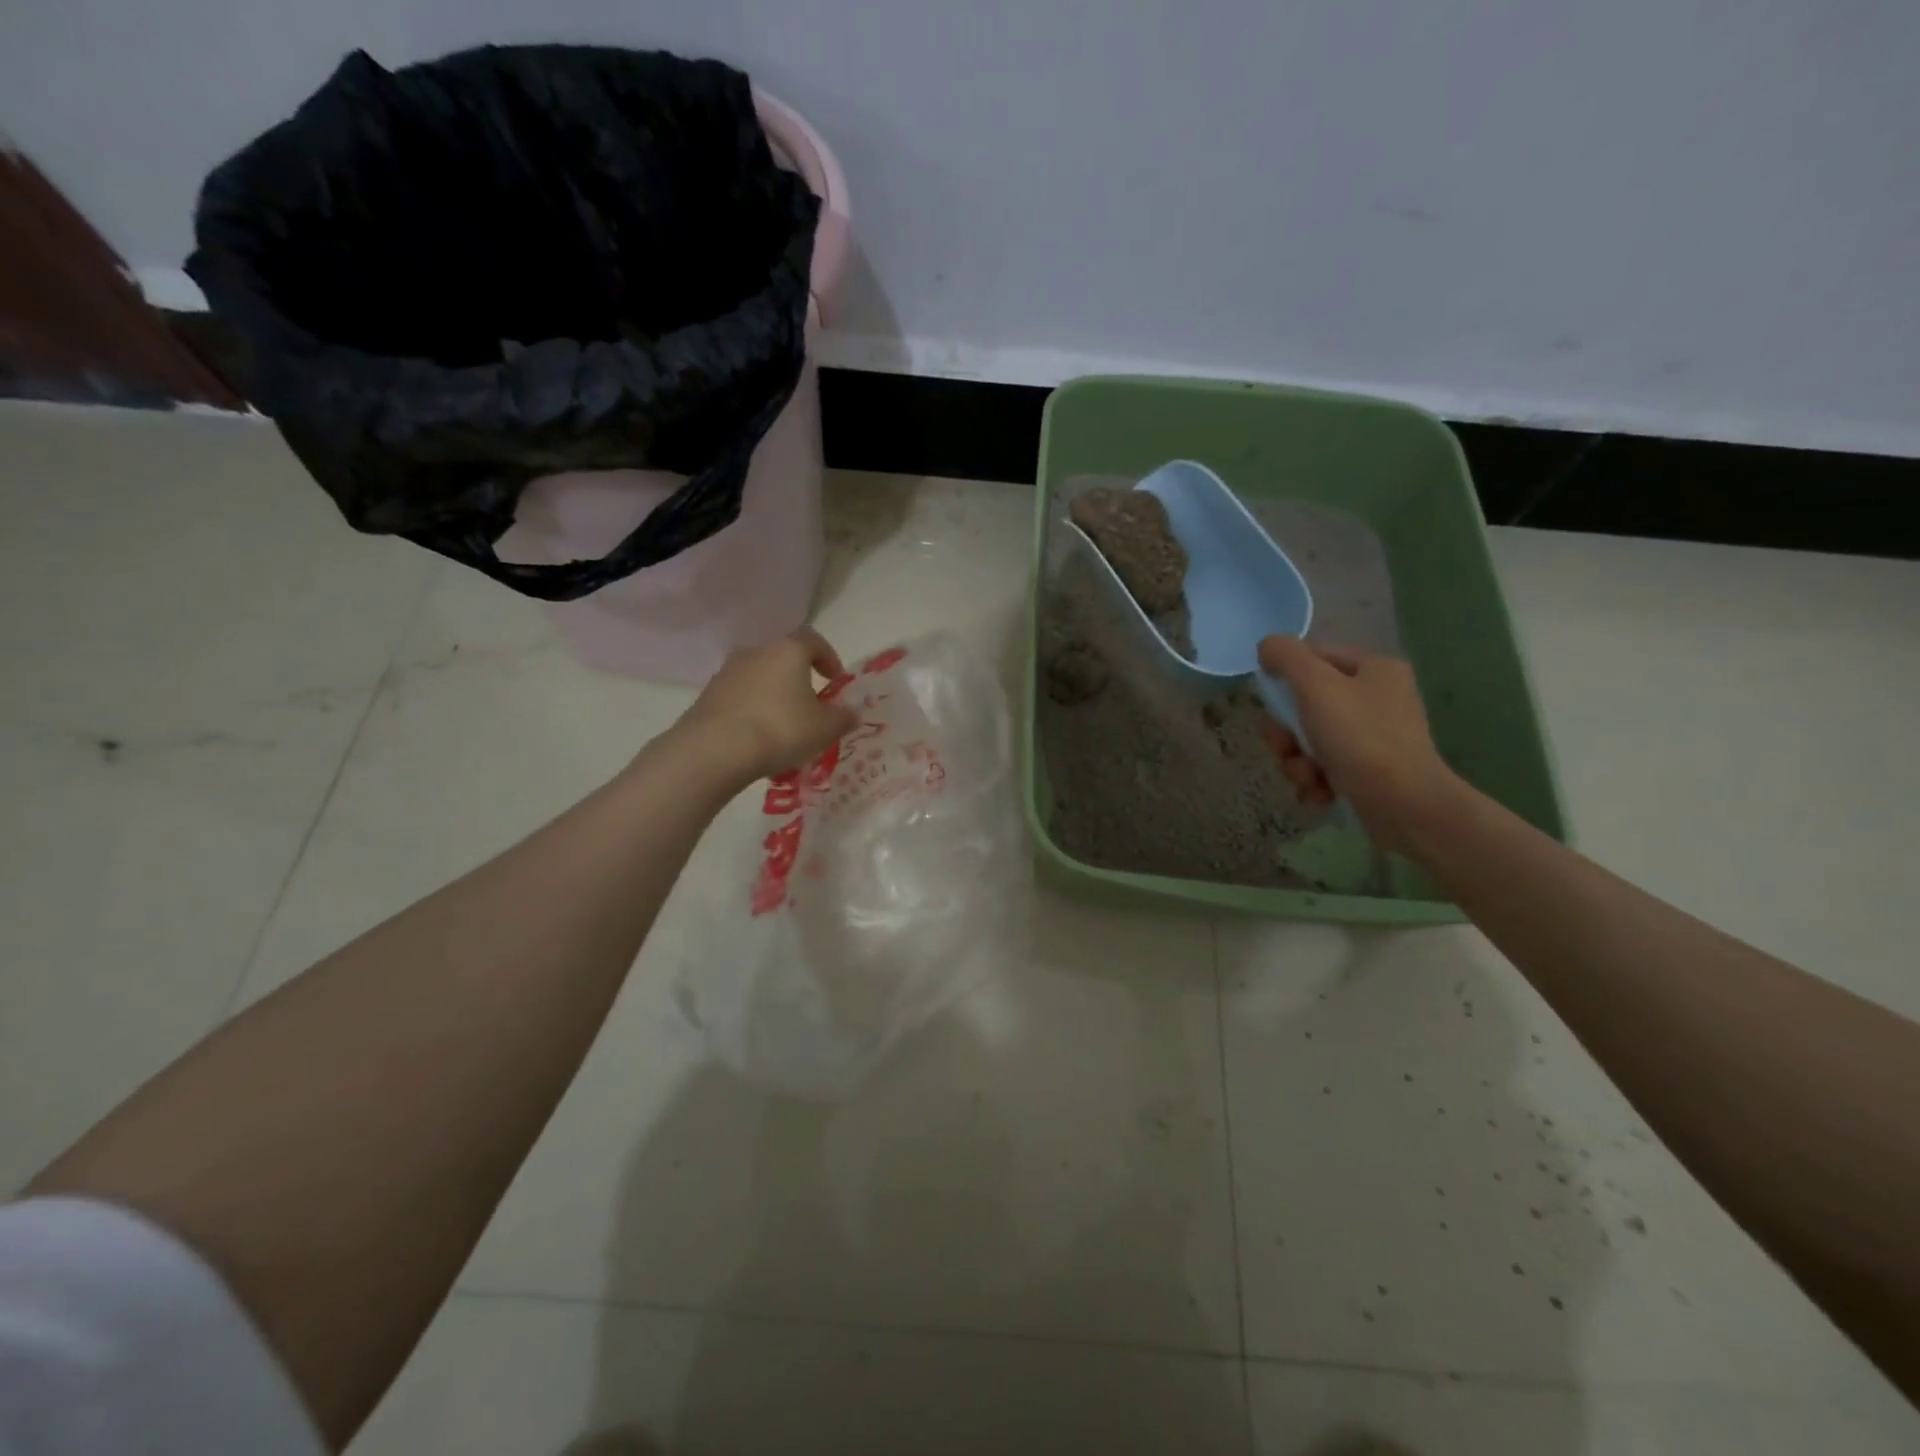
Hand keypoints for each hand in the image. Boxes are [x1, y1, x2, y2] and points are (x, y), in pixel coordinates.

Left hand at [679, 628, 859, 782]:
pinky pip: (739, 698)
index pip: (813, 639)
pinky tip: (757, 738)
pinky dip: (751, 711)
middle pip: (783, 658)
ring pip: (759, 678)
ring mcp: (727, 672)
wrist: (715, 749)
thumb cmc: (781, 729)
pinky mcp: (707, 696)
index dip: (828, 657)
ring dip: (773, 695)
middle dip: (798, 679)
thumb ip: (843, 718)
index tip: (835, 680)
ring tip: (783, 726)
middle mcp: (756, 652)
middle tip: (810, 706)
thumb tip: (852, 713)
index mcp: (788, 651)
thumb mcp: (824, 729)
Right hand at [1256, 637, 1466, 854]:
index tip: (1271, 704)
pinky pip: (1325, 768)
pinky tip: (1322, 793)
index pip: (1314, 658)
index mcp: (1374, 669)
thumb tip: (1267, 646)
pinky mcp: (1371, 772)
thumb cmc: (1360, 739)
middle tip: (1286, 748)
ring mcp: (1375, 738)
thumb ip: (1287, 657)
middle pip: (1306, 705)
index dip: (1285, 679)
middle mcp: (1378, 698)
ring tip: (1308, 777)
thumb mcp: (1317, 687)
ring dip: (1297, 761)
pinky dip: (1316, 781)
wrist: (1406, 806)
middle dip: (1286, 733)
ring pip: (1310, 740)